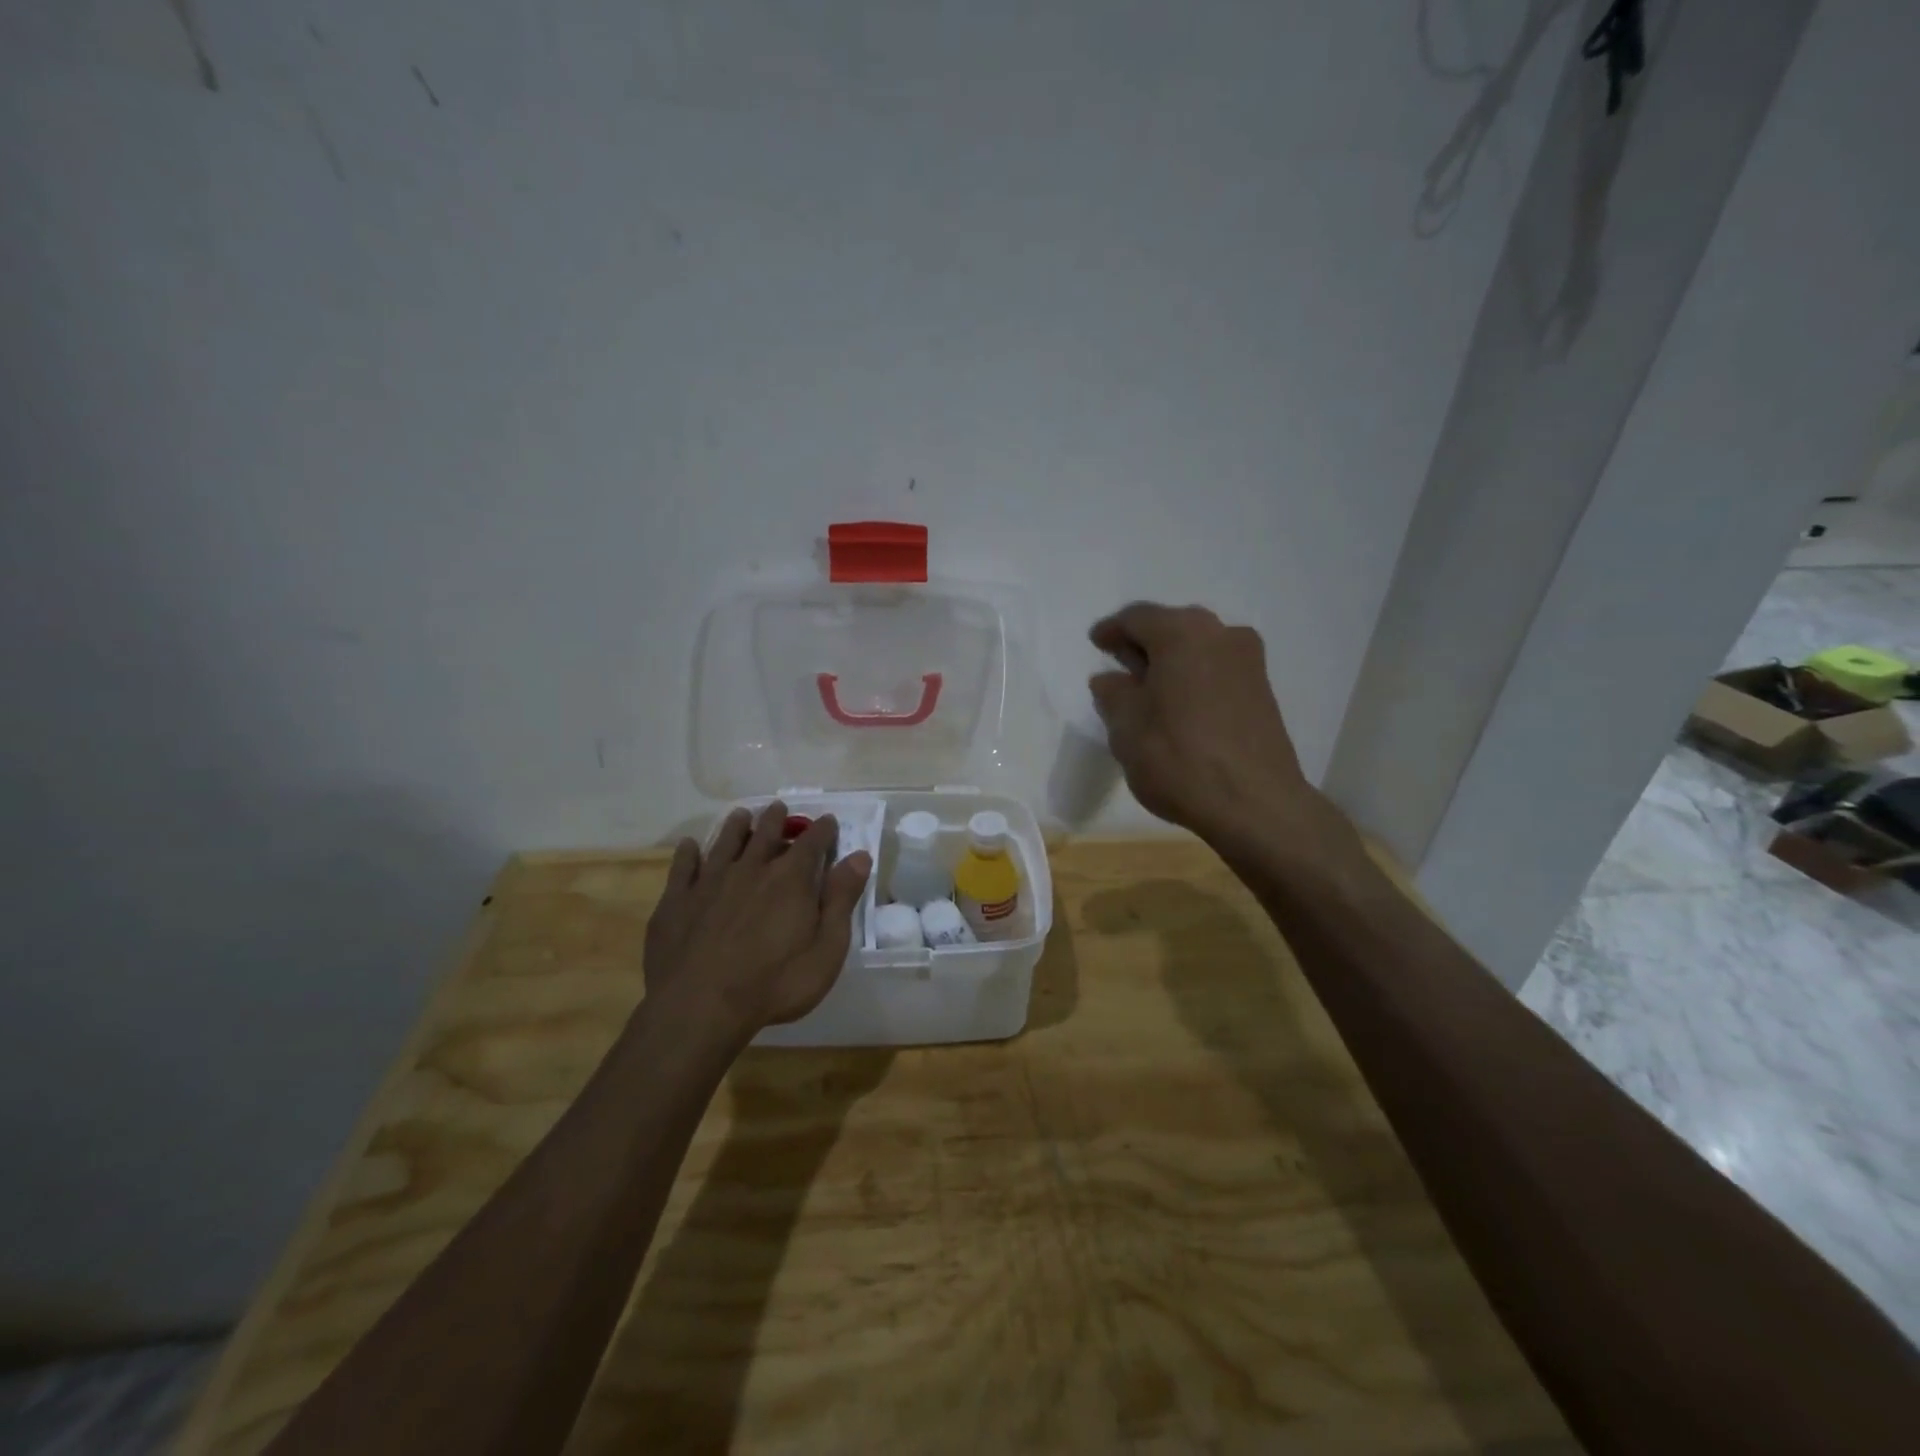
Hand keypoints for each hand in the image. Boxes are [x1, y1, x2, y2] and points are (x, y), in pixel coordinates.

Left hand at [644, 802, 871, 1042]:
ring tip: (741, 815)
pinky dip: (688, 853)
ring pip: (725, 842)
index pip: (812, 842)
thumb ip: (841, 900)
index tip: (828, 821)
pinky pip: (683, 867)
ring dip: (736, 827)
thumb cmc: (774, 983)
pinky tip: (689, 847)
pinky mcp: (677, 900)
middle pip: (766, 833)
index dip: (823, 830)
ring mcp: (710, 882)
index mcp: (790, 879)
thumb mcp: (826, 949)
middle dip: (776, 819)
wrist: (699, 1006)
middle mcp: (751, 869)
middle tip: (779, 808)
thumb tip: (859, 857)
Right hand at [1089, 603, 1327, 846]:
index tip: (1096, 643)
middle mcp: (1221, 634)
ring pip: (1198, 648)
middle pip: (1172, 627)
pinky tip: (1179, 705)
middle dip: (1143, 643)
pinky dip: (1194, 677)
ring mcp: (1248, 662)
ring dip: (1171, 661)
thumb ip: (1113, 694)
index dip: (1112, 629)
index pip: (1137, 617)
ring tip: (1148, 689)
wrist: (1255, 804)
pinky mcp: (1262, 691)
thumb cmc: (1178, 758)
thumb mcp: (1126, 728)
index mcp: (1182, 634)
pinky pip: (1217, 669)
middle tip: (1120, 665)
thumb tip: (1110, 679)